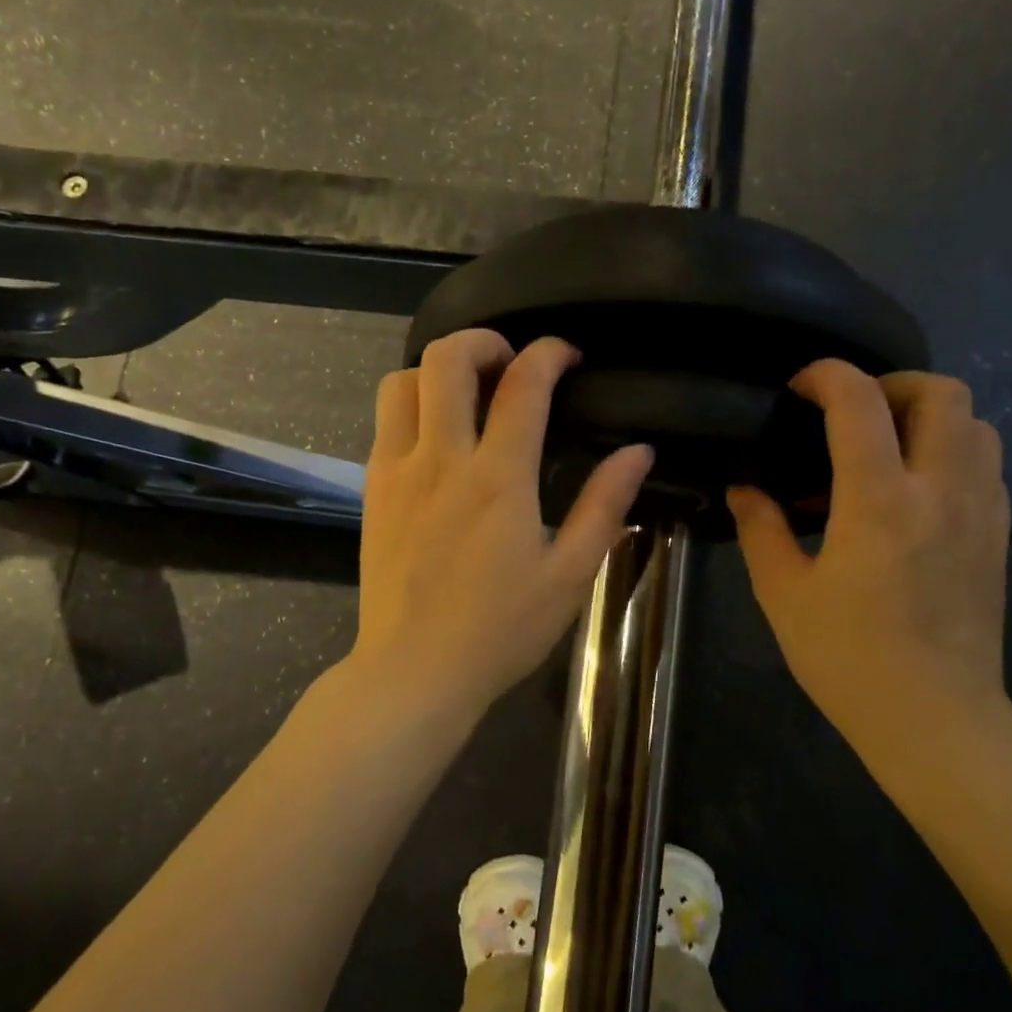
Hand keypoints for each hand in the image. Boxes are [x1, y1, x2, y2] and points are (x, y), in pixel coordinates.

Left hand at [350, 331, 653, 728]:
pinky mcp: (373, 490)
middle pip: (446, 359)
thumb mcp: (569, 574)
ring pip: (402, 381)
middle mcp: (441, 459)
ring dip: (437, 371)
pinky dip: (412, 405)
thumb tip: (639, 451)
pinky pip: (385, 422)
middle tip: (511, 363)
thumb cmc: (499, 630)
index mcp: (498, 478)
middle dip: (483, 341)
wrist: (414, 671)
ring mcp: (397, 471)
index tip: (568, 355)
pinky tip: (438, 438)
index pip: (523, 383)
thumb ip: (604, 506)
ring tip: (468, 394)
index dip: (549, 353)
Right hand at [728, 362, 1011, 758]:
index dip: (827, 375)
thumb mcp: (783, 593)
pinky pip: (986, 461)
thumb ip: (761, 528)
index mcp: (878, 502)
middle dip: (891, 384)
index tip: (799, 387)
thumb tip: (746, 486)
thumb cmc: (848, 658)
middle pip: (941, 392)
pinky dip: (950, 449)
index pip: (861, 401)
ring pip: (975, 421)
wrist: (935, 718)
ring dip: (927, 414)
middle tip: (849, 414)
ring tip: (883, 447)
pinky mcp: (998, 534)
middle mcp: (940, 490)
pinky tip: (912, 489)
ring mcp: (980, 510)